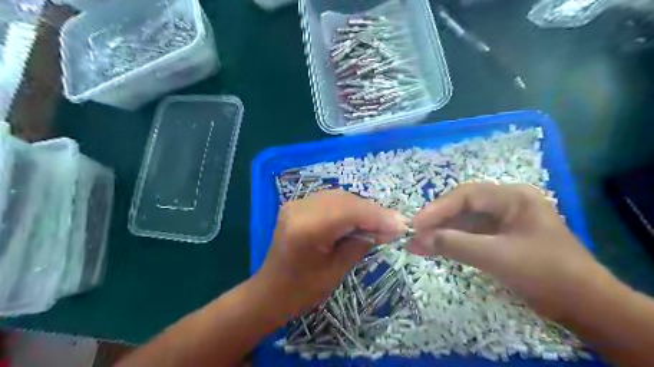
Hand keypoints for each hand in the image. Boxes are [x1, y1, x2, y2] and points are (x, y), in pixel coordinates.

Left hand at [252, 191, 406, 319]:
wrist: (269, 291)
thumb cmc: (301, 291)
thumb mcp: (336, 271)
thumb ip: (361, 243)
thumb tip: (387, 228)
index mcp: (306, 229)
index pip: (349, 212)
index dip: (377, 216)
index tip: (401, 225)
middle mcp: (299, 208)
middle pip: (345, 200)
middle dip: (372, 211)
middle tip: (393, 225)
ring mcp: (296, 203)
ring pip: (339, 197)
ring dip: (361, 208)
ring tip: (379, 223)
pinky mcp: (298, 205)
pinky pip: (330, 200)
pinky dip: (349, 208)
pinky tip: (359, 219)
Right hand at [407, 182, 616, 319]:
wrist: (585, 306)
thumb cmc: (545, 272)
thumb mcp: (497, 256)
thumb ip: (456, 244)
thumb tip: (420, 238)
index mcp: (512, 198)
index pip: (466, 196)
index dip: (438, 209)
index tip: (416, 224)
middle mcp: (506, 205)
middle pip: (463, 208)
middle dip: (437, 223)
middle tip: (412, 235)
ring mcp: (503, 223)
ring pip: (464, 224)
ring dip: (441, 235)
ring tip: (416, 246)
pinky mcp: (500, 240)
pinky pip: (470, 237)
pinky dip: (452, 244)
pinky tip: (433, 250)